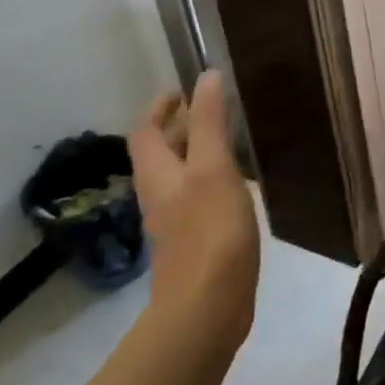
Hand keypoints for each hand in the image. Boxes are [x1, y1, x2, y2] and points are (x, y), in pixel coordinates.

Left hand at [127, 72, 259, 336]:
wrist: (207, 307)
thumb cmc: (210, 229)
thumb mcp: (213, 166)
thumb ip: (209, 121)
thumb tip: (206, 76)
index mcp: (157, 173)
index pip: (145, 130)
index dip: (160, 106)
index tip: (184, 89)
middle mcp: (159, 194)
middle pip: (161, 152)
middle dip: (181, 126)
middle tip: (214, 107)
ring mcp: (175, 220)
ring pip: (180, 174)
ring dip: (198, 151)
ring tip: (230, 137)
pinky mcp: (195, 241)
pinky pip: (197, 197)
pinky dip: (211, 178)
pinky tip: (238, 182)